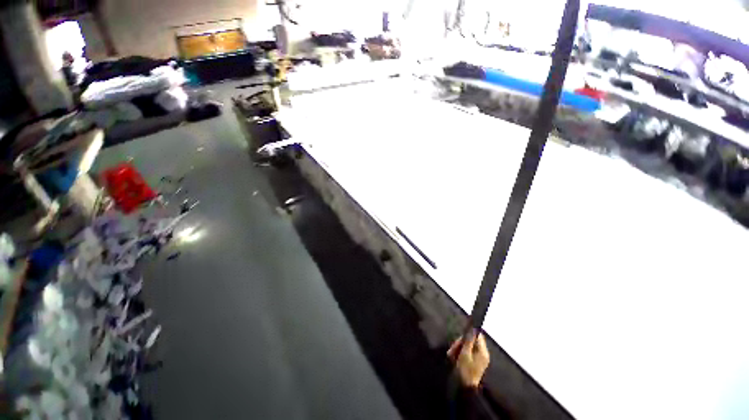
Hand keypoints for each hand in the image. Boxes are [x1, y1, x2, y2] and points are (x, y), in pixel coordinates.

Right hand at [447, 332, 489, 387]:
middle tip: (452, 349)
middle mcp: (482, 353)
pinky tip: (453, 357)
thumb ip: (468, 341)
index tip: (460, 337)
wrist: (466, 388)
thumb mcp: (465, 354)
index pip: (478, 335)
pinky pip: (467, 353)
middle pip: (471, 341)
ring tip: (450, 354)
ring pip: (467, 346)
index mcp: (483, 351)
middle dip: (460, 343)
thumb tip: (472, 328)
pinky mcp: (474, 362)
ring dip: (458, 348)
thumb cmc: (465, 370)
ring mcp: (479, 358)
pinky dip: (460, 353)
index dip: (468, 334)